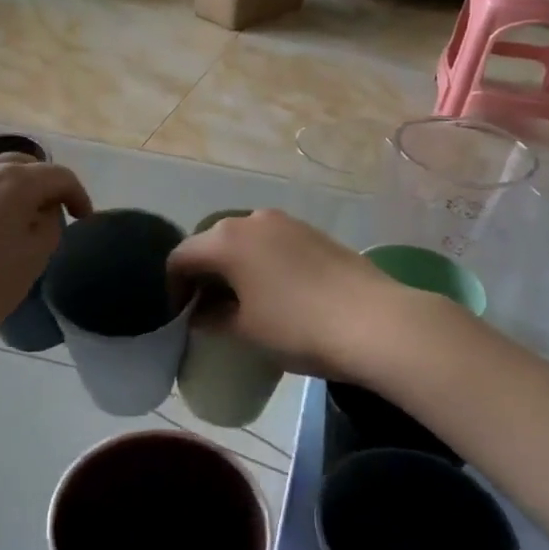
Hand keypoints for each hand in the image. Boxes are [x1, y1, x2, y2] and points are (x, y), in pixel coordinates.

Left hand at [0, 155, 91, 352]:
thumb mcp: (29, 265)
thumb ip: (48, 230)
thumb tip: (44, 212)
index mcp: (13, 182)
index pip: (59, 176)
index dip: (78, 195)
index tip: (82, 218)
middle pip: (20, 167)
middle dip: (39, 188)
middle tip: (44, 218)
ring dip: (2, 196)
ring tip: (0, 230)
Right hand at [167, 209, 410, 380]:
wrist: (375, 322)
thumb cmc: (297, 327)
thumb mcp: (246, 330)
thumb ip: (214, 319)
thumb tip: (202, 316)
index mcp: (226, 240)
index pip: (181, 257)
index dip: (173, 287)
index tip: (180, 317)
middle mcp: (252, 219)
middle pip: (212, 243)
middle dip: (203, 275)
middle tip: (206, 310)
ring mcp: (287, 222)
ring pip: (244, 241)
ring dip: (234, 267)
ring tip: (241, 302)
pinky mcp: (314, 232)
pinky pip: (273, 243)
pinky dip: (261, 263)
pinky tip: (275, 292)